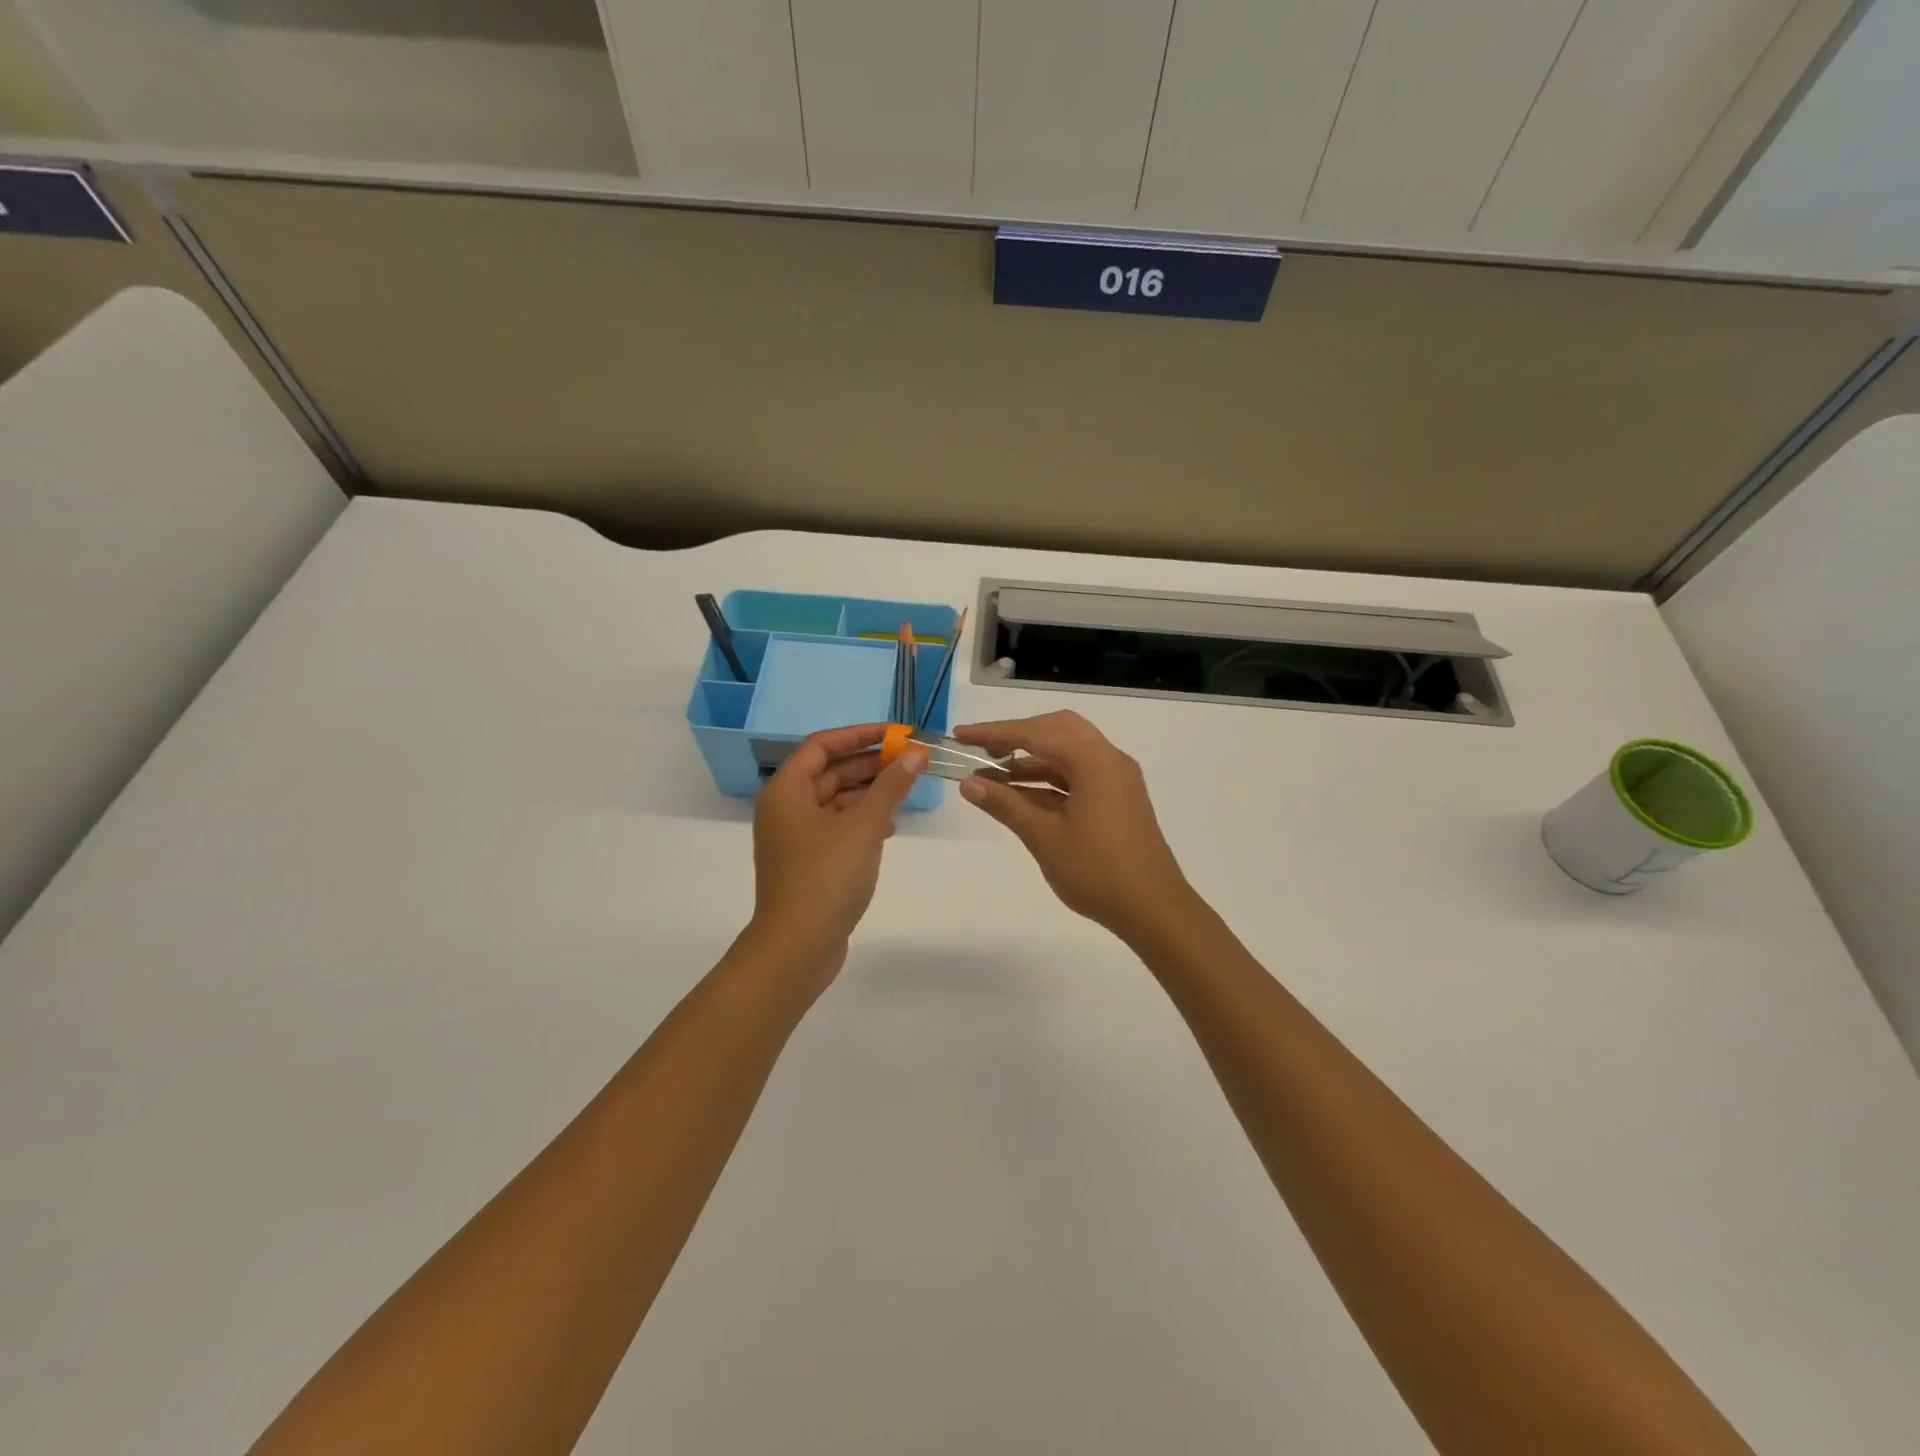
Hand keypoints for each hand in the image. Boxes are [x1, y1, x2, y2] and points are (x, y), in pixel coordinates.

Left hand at [747, 724, 925, 982]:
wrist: (797, 947)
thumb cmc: (826, 877)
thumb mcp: (864, 826)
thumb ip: (891, 786)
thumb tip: (915, 753)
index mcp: (786, 791)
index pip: (822, 745)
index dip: (860, 735)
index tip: (898, 734)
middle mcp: (785, 808)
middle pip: (829, 772)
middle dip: (869, 764)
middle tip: (910, 760)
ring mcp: (795, 838)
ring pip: (835, 801)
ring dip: (869, 793)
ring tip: (906, 790)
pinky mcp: (808, 863)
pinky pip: (836, 828)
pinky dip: (862, 821)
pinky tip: (890, 827)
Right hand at [954, 711, 1195, 942]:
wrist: (1154, 909)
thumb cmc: (1097, 871)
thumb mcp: (1044, 837)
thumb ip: (1006, 805)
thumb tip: (969, 783)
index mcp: (1093, 761)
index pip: (1034, 734)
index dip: (993, 733)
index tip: (960, 735)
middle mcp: (1108, 759)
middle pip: (1057, 730)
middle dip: (1017, 736)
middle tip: (982, 751)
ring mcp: (1117, 779)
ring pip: (1069, 752)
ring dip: (1032, 759)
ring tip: (993, 775)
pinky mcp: (1119, 798)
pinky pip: (1079, 774)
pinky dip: (1050, 778)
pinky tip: (1022, 794)